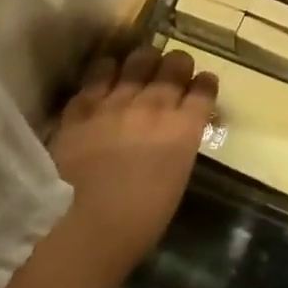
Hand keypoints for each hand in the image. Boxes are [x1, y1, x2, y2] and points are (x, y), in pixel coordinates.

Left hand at [46, 45, 216, 271]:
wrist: (87, 226)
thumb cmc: (140, 220)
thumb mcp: (176, 179)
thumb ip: (178, 146)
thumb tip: (176, 132)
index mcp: (184, 129)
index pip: (204, 89)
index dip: (205, 83)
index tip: (202, 85)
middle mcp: (154, 106)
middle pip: (174, 66)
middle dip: (177, 64)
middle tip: (173, 70)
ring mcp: (115, 102)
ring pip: (136, 61)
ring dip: (143, 61)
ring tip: (141, 65)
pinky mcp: (82, 107)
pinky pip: (97, 76)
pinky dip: (106, 72)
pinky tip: (107, 74)